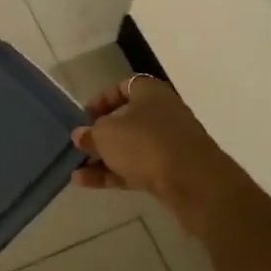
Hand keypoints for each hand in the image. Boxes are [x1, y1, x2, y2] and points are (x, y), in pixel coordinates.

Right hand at [71, 75, 233, 204]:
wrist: (193, 182)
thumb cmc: (145, 143)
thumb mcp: (106, 134)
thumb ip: (90, 133)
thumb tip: (81, 135)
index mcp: (150, 92)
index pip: (123, 87)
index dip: (101, 99)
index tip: (84, 116)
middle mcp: (163, 113)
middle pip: (126, 119)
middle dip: (101, 133)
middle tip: (80, 144)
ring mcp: (169, 144)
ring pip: (130, 147)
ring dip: (103, 157)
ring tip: (76, 168)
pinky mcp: (171, 171)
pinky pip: (136, 168)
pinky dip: (113, 174)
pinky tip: (86, 183)